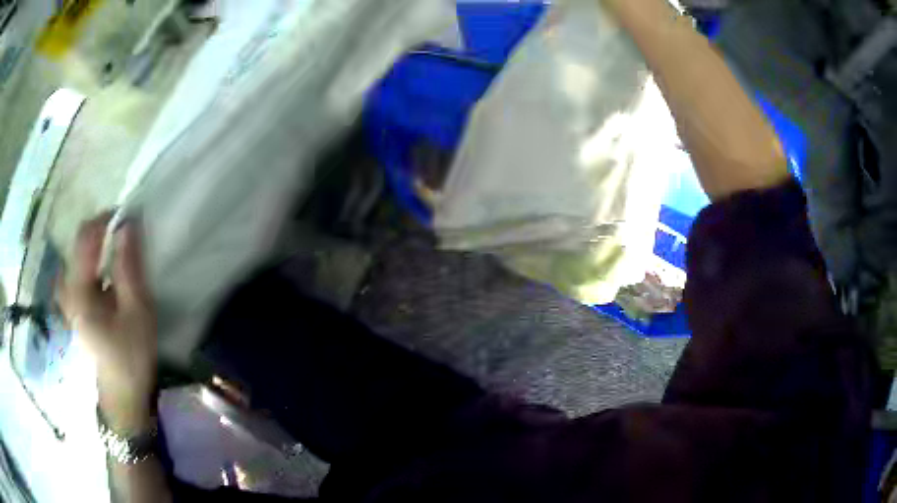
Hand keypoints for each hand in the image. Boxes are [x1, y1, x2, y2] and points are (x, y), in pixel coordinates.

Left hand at [57, 213, 157, 433]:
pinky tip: (107, 274)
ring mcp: (68, 297)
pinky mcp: (73, 304)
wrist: (121, 394)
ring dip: (99, 246)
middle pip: (81, 243)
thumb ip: (129, 267)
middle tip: (127, 238)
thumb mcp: (137, 311)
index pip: (86, 237)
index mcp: (79, 292)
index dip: (105, 218)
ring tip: (119, 253)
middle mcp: (68, 288)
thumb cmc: (131, 356)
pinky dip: (95, 261)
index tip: (128, 215)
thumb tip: (128, 224)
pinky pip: (80, 269)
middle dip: (103, 233)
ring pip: (80, 255)